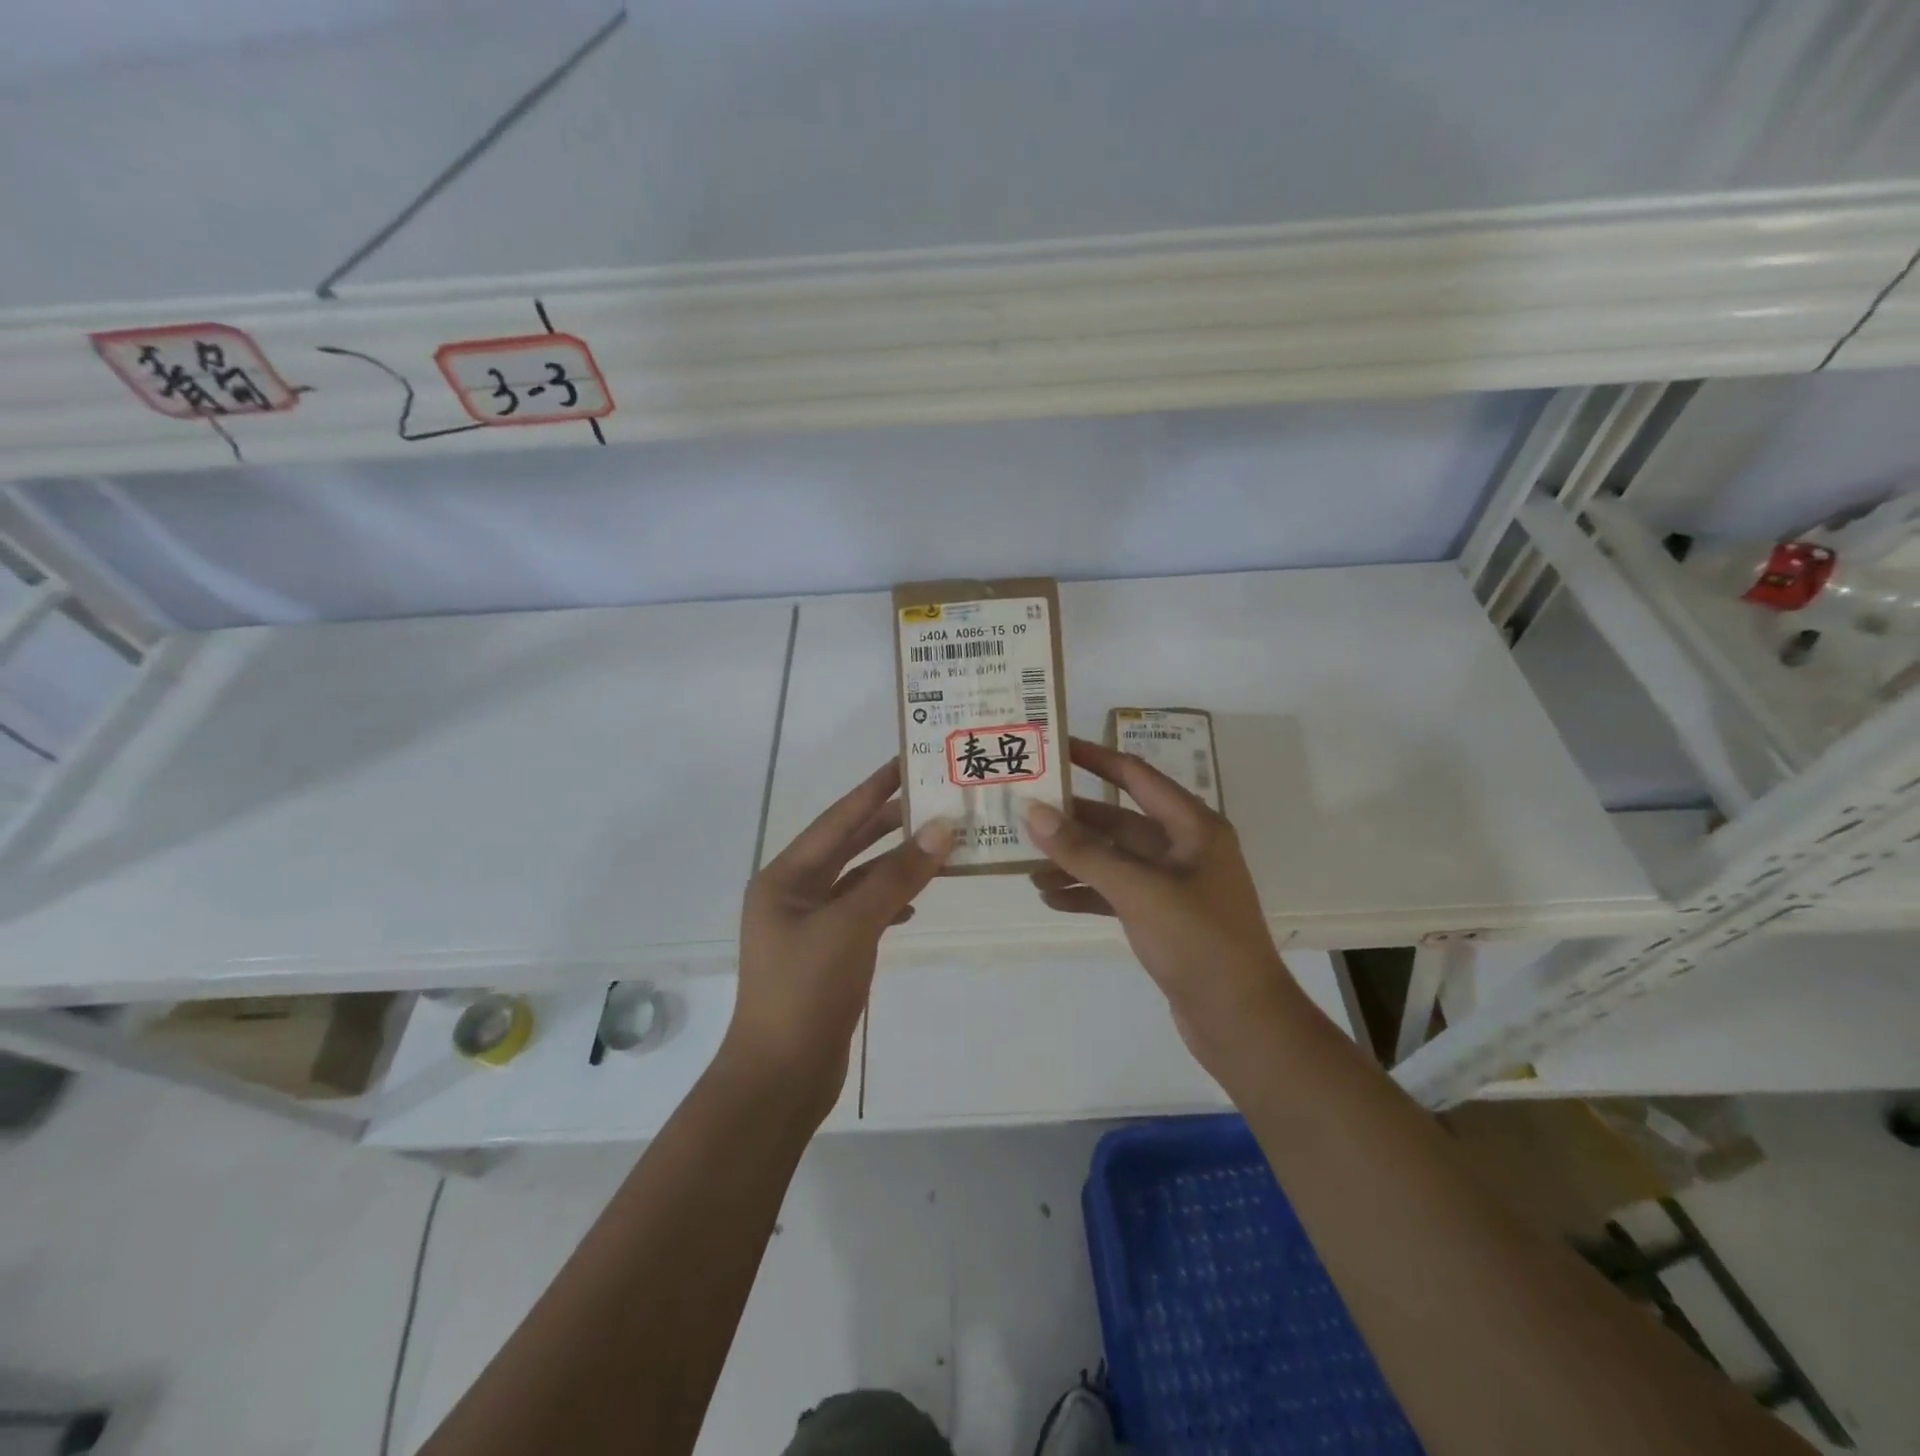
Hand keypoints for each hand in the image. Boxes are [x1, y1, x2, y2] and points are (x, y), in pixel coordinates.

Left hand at [725, 758, 952, 1117]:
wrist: (780, 1078)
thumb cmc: (805, 992)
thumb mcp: (851, 926)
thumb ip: (896, 877)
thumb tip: (942, 829)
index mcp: (785, 878)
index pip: (837, 820)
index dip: (872, 789)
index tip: (905, 762)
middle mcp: (793, 894)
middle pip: (847, 845)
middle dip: (886, 822)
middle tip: (931, 798)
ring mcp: (809, 926)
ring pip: (858, 881)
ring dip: (894, 864)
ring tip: (937, 843)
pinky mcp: (826, 955)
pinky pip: (863, 913)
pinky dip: (889, 903)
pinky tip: (917, 903)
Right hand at [1023, 737, 1308, 1071]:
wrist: (1242, 1022)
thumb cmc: (1198, 942)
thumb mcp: (1139, 890)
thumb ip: (1084, 851)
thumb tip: (1034, 812)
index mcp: (1192, 827)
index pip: (1136, 776)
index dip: (1096, 758)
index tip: (1055, 747)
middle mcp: (1185, 849)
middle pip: (1120, 821)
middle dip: (1074, 820)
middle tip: (1025, 814)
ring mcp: (1175, 886)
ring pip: (1115, 860)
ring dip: (1075, 862)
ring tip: (1029, 870)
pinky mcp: (1164, 920)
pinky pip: (1117, 894)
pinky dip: (1087, 894)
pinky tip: (1052, 900)